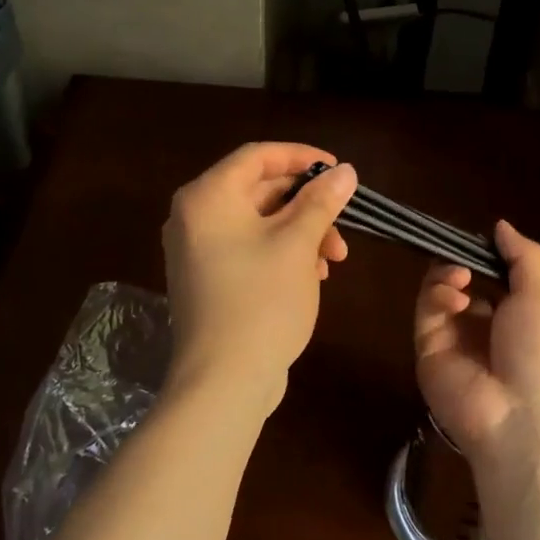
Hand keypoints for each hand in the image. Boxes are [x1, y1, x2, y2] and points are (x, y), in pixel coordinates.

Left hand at [162, 143, 356, 412]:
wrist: (222, 383)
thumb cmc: (261, 301)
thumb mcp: (298, 244)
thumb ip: (321, 201)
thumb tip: (345, 171)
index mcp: (208, 197)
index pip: (257, 156)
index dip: (301, 156)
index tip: (338, 170)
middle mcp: (195, 217)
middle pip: (260, 190)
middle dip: (307, 205)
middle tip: (343, 221)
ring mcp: (198, 251)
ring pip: (259, 222)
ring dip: (301, 232)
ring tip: (334, 260)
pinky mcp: (208, 280)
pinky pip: (249, 248)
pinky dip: (282, 253)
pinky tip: (313, 276)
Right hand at [413, 220, 539, 474]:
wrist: (520, 419)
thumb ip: (524, 256)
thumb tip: (500, 225)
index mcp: (514, 316)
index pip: (491, 276)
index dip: (483, 255)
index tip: (477, 237)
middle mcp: (482, 326)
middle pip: (460, 281)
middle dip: (460, 262)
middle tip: (463, 257)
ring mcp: (453, 339)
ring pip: (438, 292)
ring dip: (446, 276)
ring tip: (460, 278)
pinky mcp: (428, 351)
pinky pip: (425, 313)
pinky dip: (437, 296)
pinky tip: (455, 297)